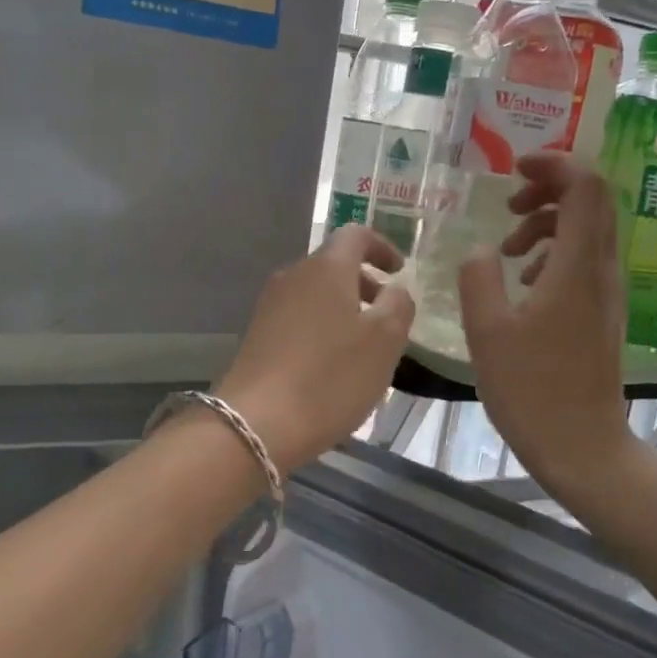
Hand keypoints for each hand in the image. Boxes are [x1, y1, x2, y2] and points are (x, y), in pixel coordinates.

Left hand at [216, 225, 414, 472]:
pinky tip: (333, 365)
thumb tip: (394, 291)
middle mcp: (294, 276)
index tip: (399, 271)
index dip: (381, 247)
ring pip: (316, 294)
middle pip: (333, 265)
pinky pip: (299, 318)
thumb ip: (399, 306)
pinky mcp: (257, 336)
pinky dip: (322, 328)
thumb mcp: (385, 341)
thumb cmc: (331, 376)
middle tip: (388, 316)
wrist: (257, 423)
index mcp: (327, 267)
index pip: (356, 234)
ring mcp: (270, 306)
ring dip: (344, 309)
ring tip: (365, 347)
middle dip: (364, 284)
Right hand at [458, 154, 636, 492]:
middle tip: (509, 207)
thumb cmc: (532, 391)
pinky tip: (525, 285)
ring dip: (548, 225)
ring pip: (588, 232)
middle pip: (593, 202)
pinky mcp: (602, 314)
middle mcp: (602, 271)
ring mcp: (607, 294)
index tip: (514, 169)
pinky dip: (555, 254)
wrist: (582, 447)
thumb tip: (481, 251)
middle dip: (549, 190)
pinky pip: (585, 262)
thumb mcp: (487, 332)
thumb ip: (478, 278)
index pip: (586, 187)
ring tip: (509, 250)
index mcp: (577, 267)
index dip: (555, 164)